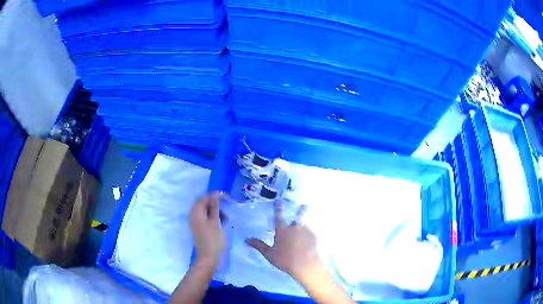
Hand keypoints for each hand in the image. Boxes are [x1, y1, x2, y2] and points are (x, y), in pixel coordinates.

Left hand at [190, 191, 227, 264]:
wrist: (208, 257)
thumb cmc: (213, 239)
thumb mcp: (216, 221)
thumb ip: (215, 207)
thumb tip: (215, 195)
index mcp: (196, 212)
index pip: (204, 197)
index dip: (215, 195)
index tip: (227, 196)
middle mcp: (193, 214)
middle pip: (204, 203)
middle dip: (215, 203)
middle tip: (227, 206)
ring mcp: (195, 221)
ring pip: (205, 210)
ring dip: (215, 211)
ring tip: (225, 218)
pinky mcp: (198, 227)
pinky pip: (205, 217)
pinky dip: (213, 217)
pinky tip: (221, 222)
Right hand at [246, 202, 320, 280]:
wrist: (305, 265)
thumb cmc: (285, 260)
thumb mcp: (269, 254)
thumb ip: (259, 245)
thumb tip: (246, 240)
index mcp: (282, 230)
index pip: (279, 216)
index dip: (278, 207)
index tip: (279, 199)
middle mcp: (295, 228)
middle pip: (298, 216)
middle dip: (301, 209)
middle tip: (304, 204)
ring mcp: (306, 231)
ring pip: (304, 225)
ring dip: (304, 225)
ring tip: (304, 228)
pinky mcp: (314, 237)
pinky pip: (310, 233)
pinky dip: (308, 235)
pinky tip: (308, 242)